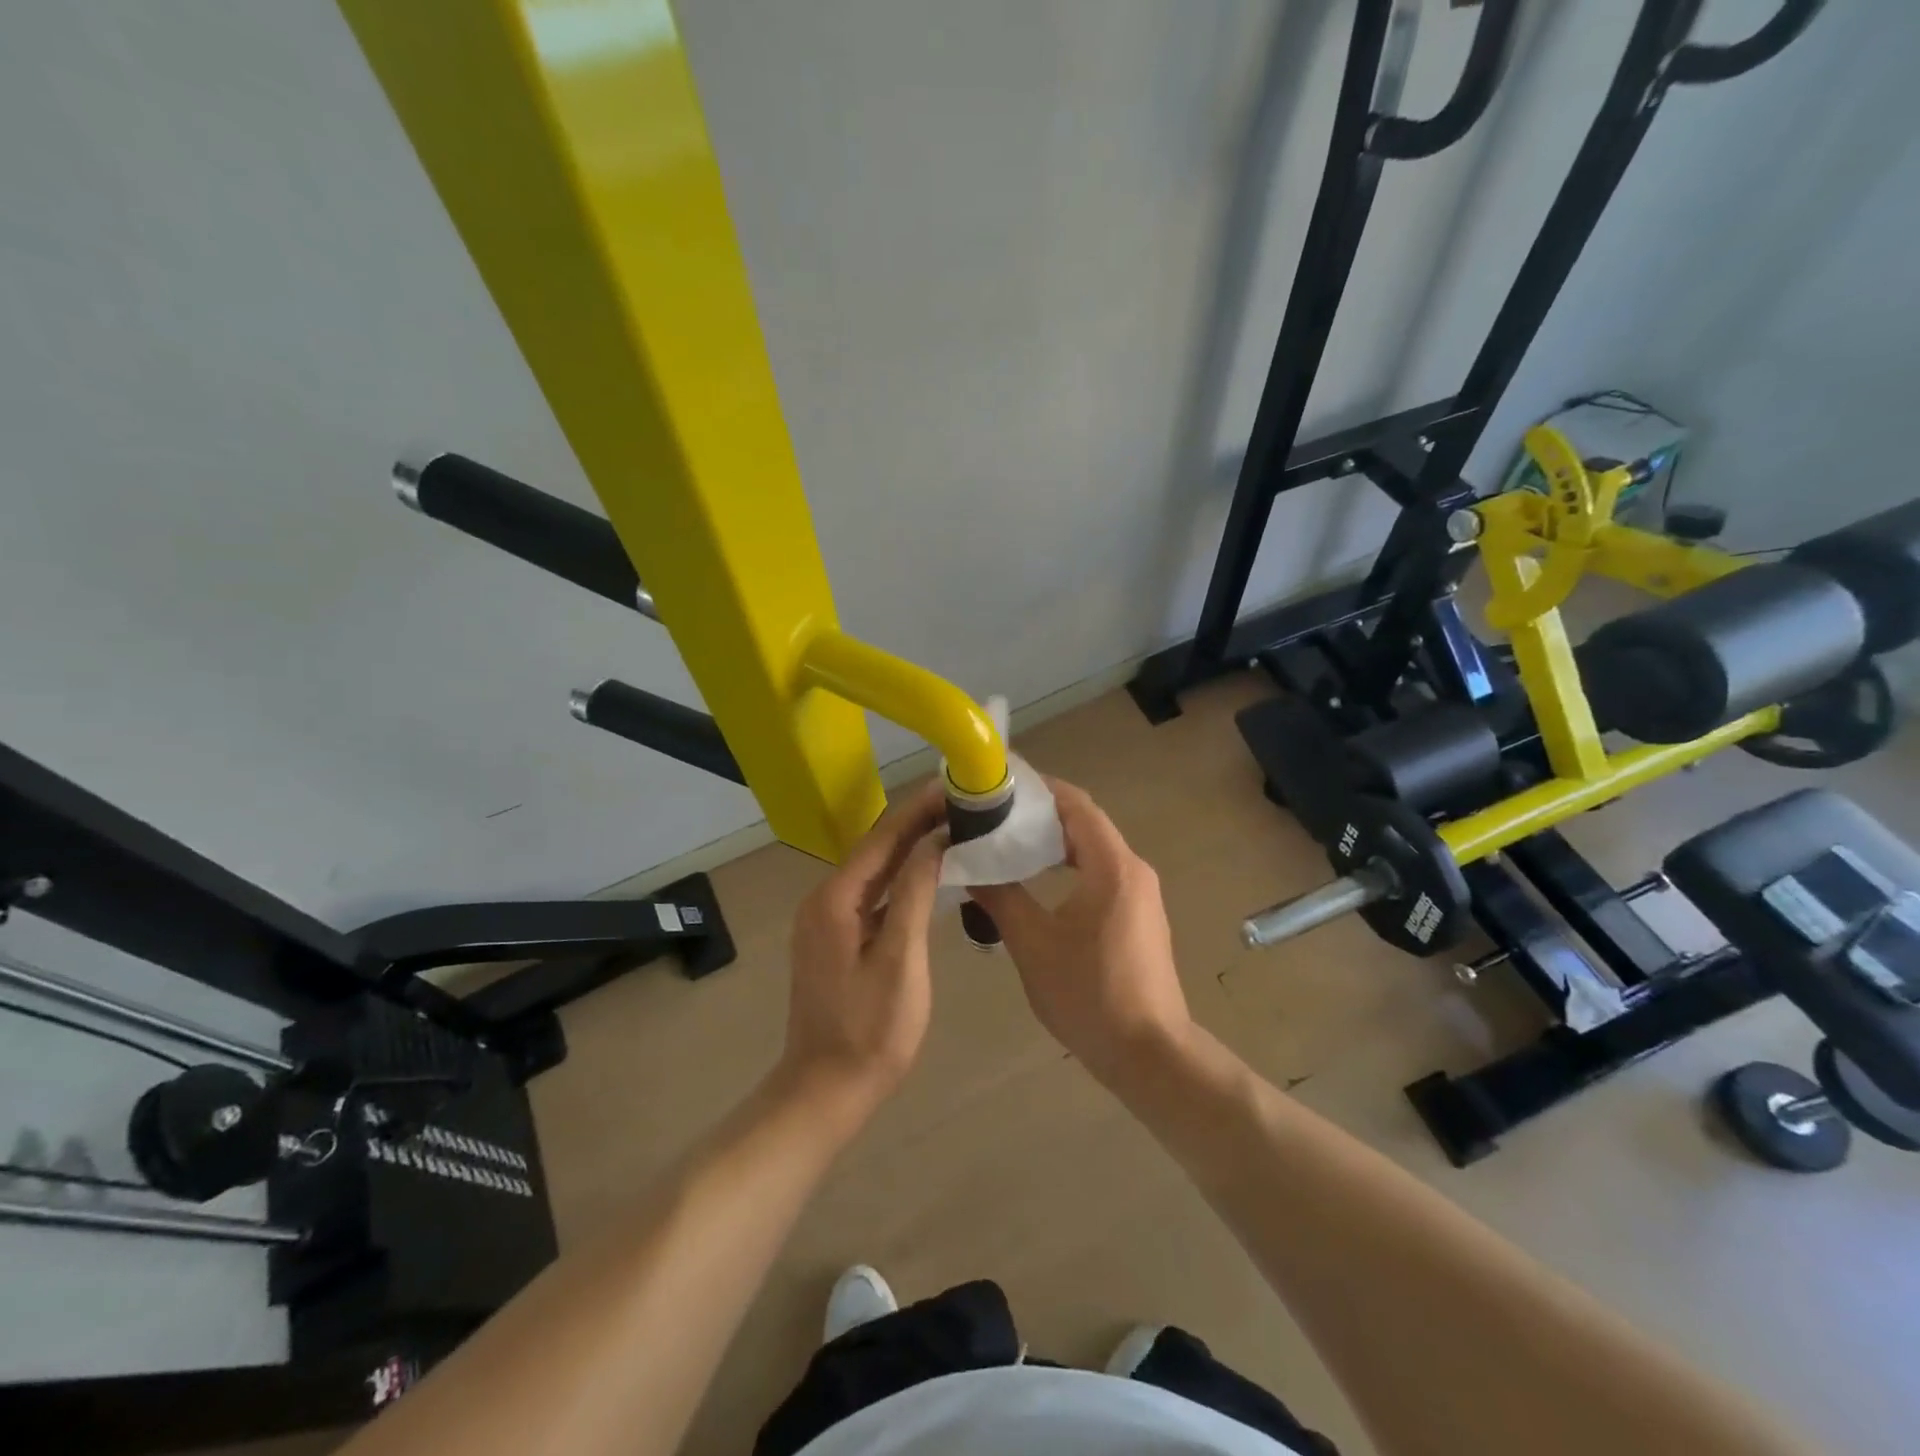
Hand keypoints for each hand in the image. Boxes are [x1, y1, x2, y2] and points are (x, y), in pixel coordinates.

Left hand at [777, 780, 946, 1122]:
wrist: (825, 1090)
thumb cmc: (871, 1030)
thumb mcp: (901, 958)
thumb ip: (915, 893)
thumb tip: (934, 841)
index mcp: (836, 899)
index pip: (883, 838)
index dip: (919, 810)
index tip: (953, 785)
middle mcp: (825, 899)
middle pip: (876, 849)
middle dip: (917, 824)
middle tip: (961, 803)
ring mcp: (827, 920)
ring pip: (874, 871)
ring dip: (910, 849)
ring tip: (952, 827)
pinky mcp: (835, 939)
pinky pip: (872, 895)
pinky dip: (900, 879)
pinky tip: (928, 874)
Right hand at [971, 780, 1191, 1085]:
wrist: (1149, 1055)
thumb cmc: (1089, 995)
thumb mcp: (1033, 944)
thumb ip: (1001, 897)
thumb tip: (968, 866)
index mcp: (1112, 867)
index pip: (1076, 805)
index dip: (1039, 789)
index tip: (1000, 784)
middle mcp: (1133, 870)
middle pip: (1084, 823)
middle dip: (1040, 814)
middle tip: (993, 815)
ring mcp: (1140, 894)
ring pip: (1092, 850)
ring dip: (1053, 842)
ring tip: (1007, 843)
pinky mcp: (1138, 916)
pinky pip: (1100, 873)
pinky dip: (1068, 866)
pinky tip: (1037, 881)